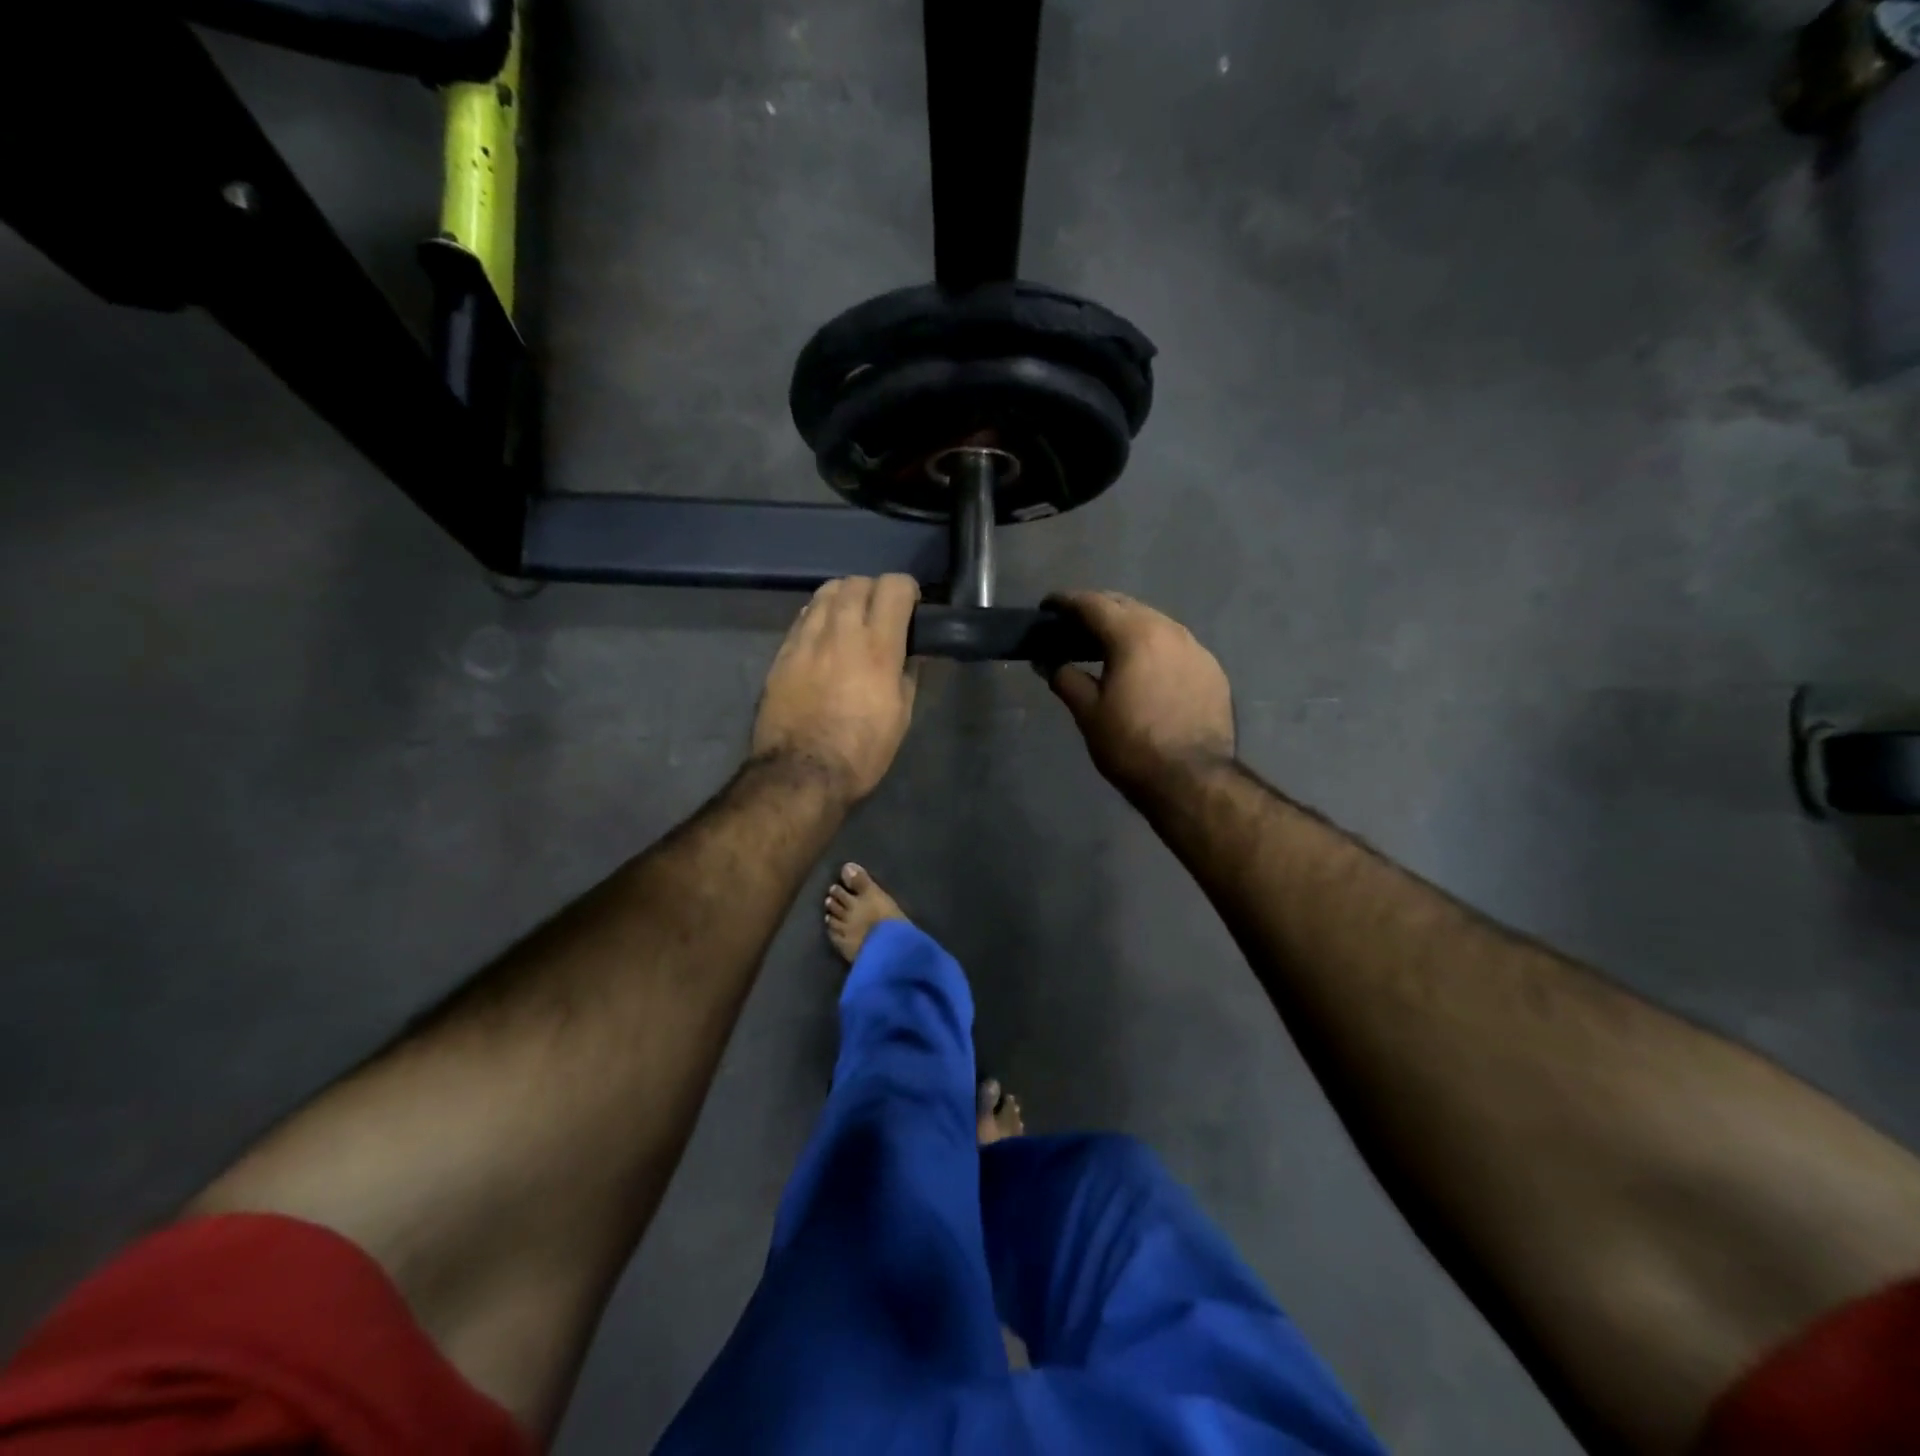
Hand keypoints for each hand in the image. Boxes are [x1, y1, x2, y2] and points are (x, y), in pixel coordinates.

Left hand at [751, 575, 920, 800]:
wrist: (801, 773)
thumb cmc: (861, 751)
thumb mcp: (900, 716)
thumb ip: (908, 674)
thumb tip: (911, 652)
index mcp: (878, 648)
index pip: (894, 587)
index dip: (907, 590)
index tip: (910, 607)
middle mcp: (841, 632)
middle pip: (857, 582)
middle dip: (874, 590)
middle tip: (880, 613)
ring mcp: (806, 640)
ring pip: (826, 592)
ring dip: (845, 597)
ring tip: (850, 619)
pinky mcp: (782, 653)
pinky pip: (804, 617)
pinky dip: (820, 616)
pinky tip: (825, 637)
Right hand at [1044, 591, 1234, 795]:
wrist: (1193, 779)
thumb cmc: (1131, 745)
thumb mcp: (1088, 713)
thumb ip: (1064, 678)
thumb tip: (1045, 661)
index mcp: (1134, 634)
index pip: (1093, 603)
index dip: (1066, 601)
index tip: (1048, 607)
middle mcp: (1169, 629)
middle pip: (1126, 605)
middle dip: (1098, 609)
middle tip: (1074, 626)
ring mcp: (1196, 648)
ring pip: (1155, 622)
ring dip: (1128, 626)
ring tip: (1108, 646)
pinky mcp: (1212, 669)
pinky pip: (1176, 645)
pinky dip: (1154, 647)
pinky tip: (1144, 668)